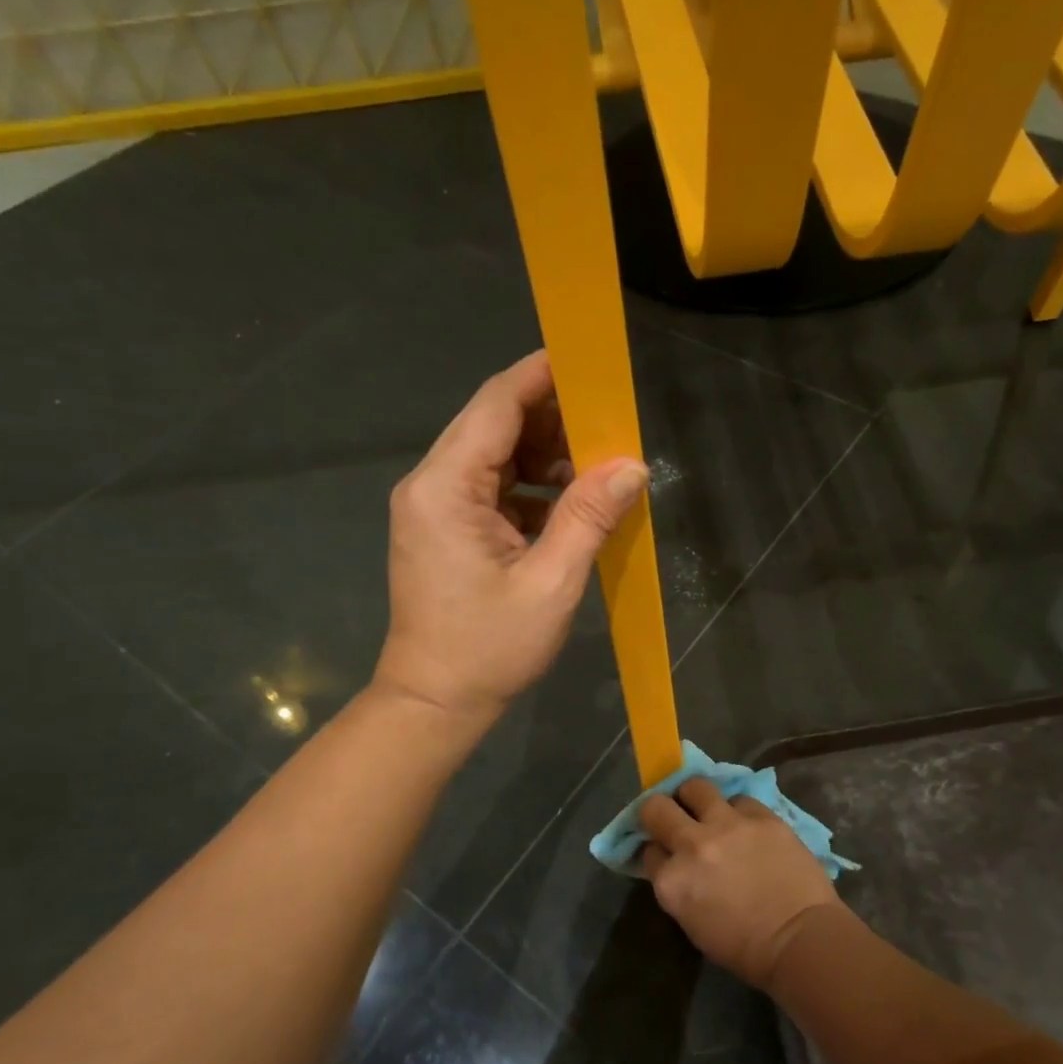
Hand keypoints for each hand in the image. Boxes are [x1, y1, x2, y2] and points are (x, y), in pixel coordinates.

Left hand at [374, 351, 649, 723]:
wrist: (435, 702)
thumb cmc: (490, 648)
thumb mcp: (551, 583)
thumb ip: (589, 517)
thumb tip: (632, 466)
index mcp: (446, 488)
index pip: (496, 405)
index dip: (541, 376)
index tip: (588, 361)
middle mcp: (430, 485)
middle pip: (493, 425)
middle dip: (552, 417)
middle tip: (608, 423)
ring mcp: (434, 507)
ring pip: (494, 456)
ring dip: (544, 455)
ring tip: (596, 469)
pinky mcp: (444, 529)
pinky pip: (491, 489)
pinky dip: (530, 488)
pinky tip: (568, 506)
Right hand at [639, 779, 845, 988]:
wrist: (801, 939)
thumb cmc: (745, 948)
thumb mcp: (693, 924)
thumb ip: (678, 886)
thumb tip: (677, 864)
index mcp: (671, 881)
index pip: (648, 850)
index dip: (657, 850)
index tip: (667, 853)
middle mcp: (692, 845)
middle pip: (656, 807)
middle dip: (660, 811)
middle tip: (674, 817)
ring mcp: (727, 825)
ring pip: (696, 786)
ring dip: (696, 797)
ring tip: (707, 808)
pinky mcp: (761, 816)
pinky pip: (739, 799)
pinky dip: (738, 811)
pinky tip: (747, 825)